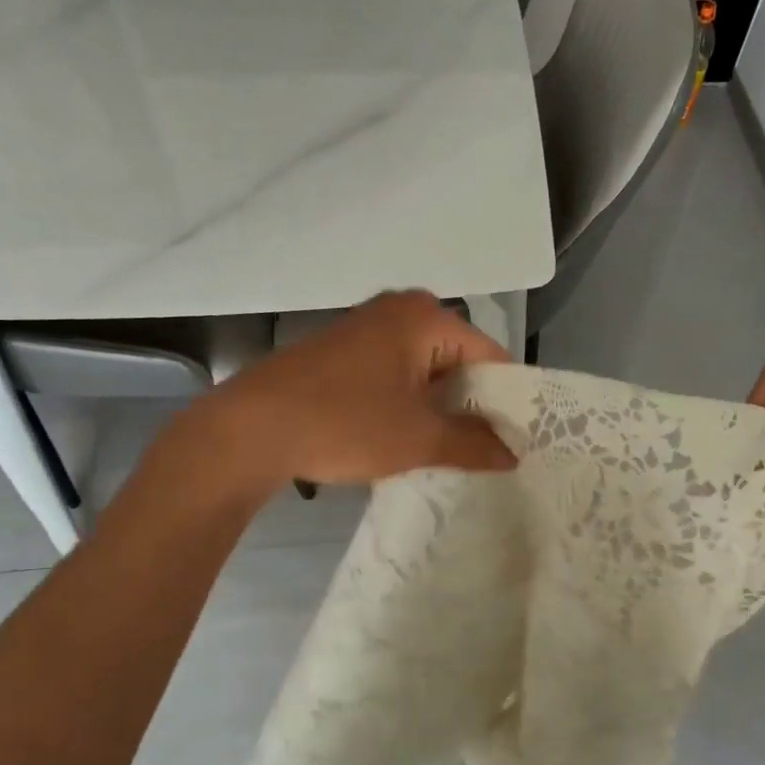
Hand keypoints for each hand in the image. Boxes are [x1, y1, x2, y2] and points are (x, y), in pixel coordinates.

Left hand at [199, 291, 516, 488]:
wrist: (249, 430)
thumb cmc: (344, 424)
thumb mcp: (418, 439)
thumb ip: (473, 444)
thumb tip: (513, 454)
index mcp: (426, 318)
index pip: (491, 356)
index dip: (506, 400)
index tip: (516, 441)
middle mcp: (399, 310)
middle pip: (458, 360)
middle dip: (471, 405)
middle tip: (488, 451)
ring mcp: (366, 328)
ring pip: (425, 369)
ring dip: (438, 408)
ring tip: (452, 451)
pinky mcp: (342, 351)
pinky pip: (395, 373)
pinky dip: (408, 402)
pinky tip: (407, 437)